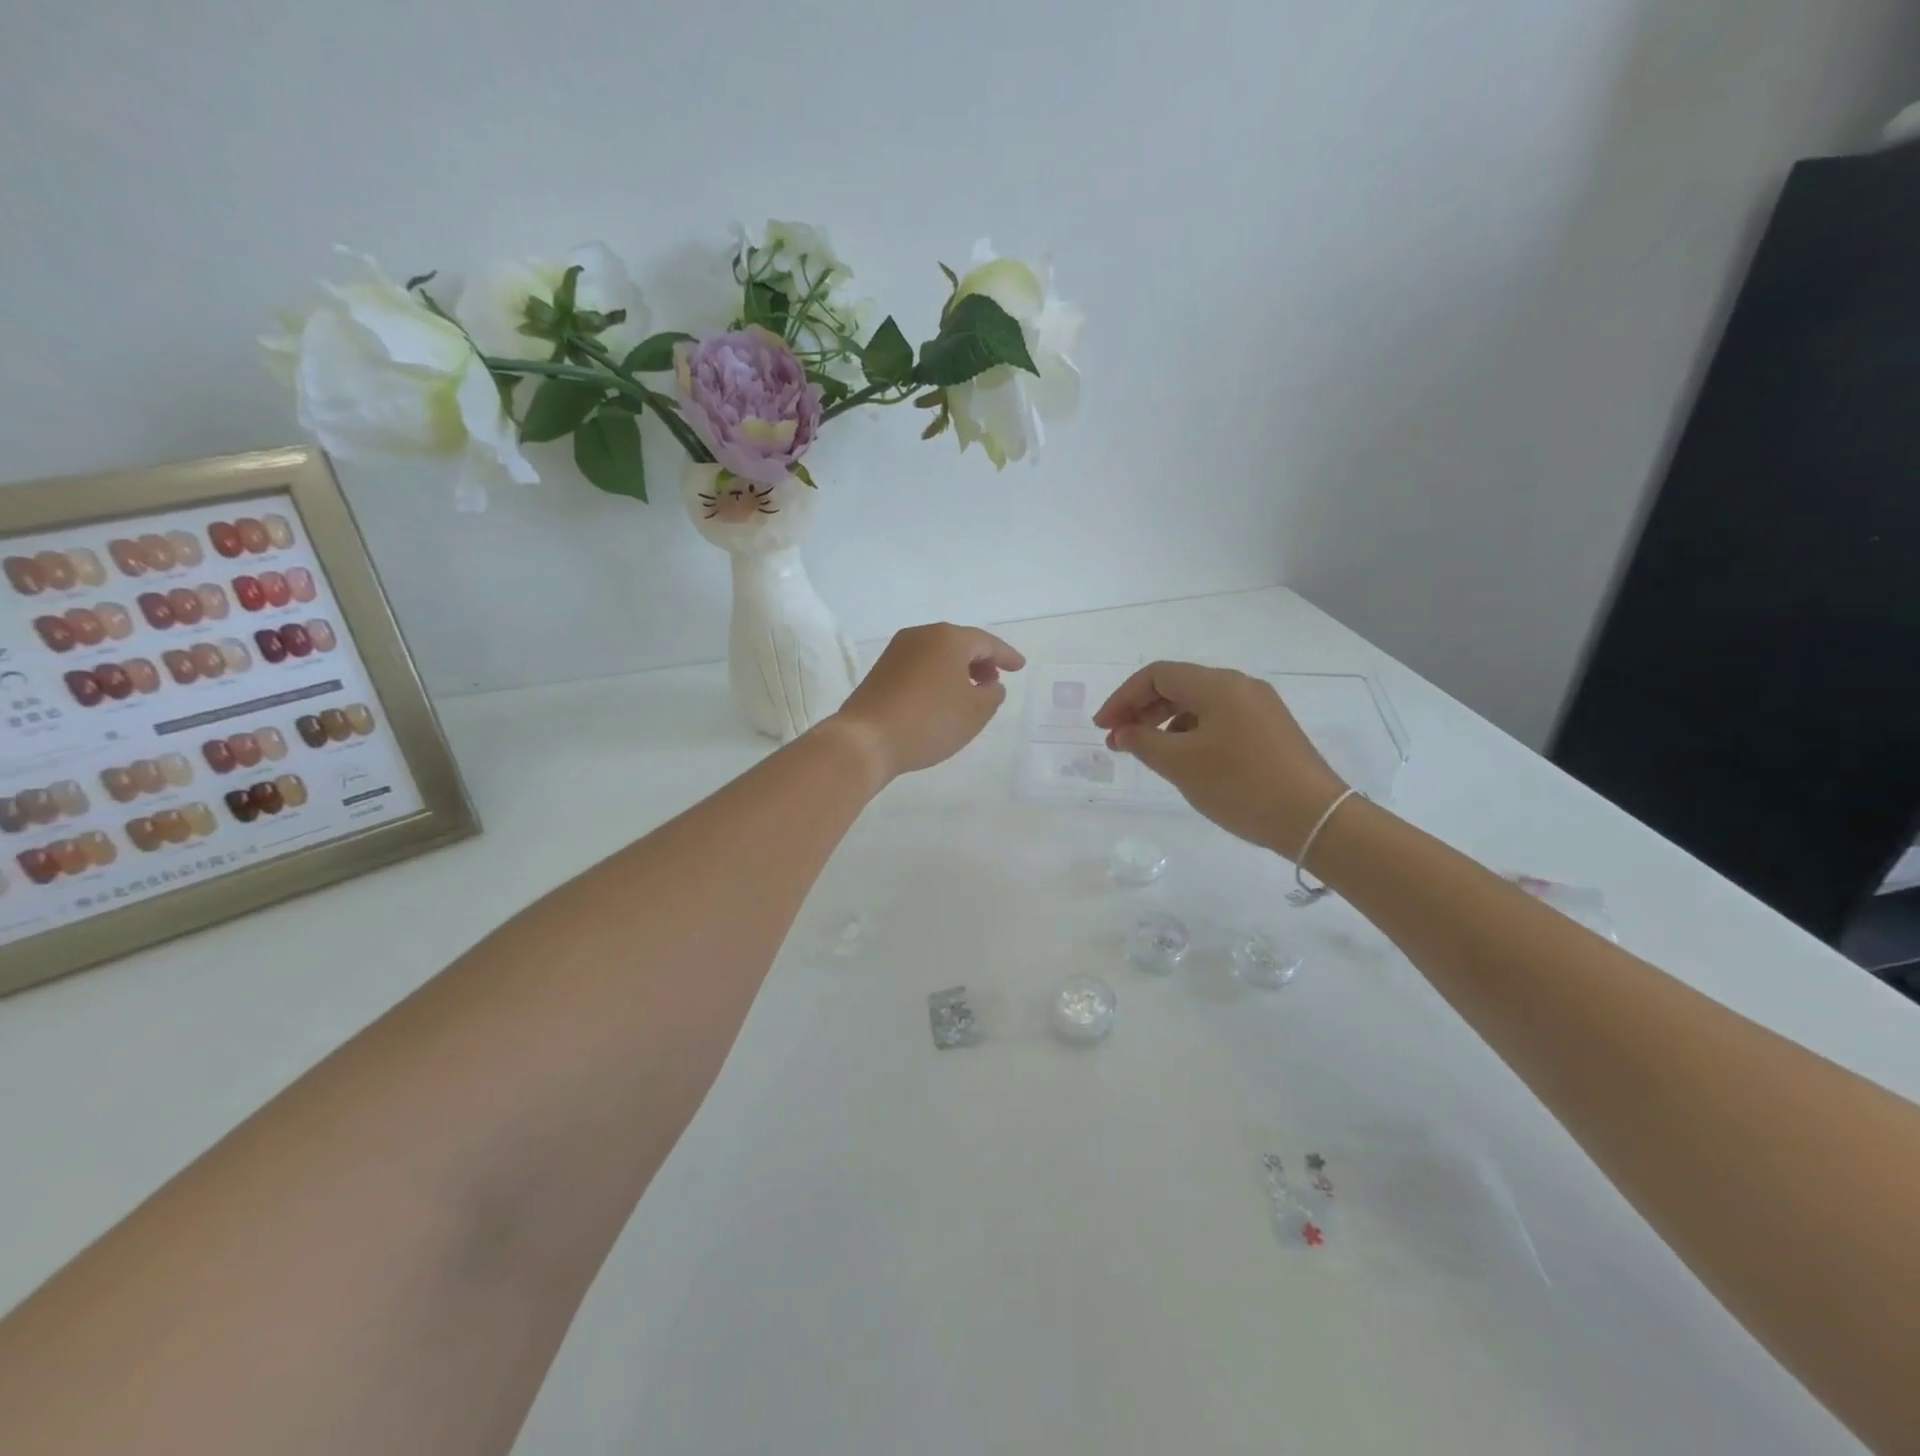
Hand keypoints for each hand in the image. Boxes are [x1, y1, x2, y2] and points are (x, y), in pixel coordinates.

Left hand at [826, 622, 1024, 782]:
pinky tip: (942, 698)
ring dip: (958, 669)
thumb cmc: (929, 722)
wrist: (866, 739)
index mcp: (948, 638)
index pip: (986, 642)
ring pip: (937, 654)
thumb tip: (990, 684)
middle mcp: (921, 635)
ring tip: (970, 692)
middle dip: (980, 660)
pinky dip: (937, 676)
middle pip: (959, 643)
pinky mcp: (881, 670)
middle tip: (994, 680)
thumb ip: (992, 694)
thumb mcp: (975, 712)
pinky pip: (920, 666)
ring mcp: (897, 651)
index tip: (1020, 667)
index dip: (1006, 655)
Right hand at [1093, 662, 1346, 857]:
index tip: (1103, 728)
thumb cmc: (1241, 784)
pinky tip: (1185, 761)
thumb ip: (1143, 742)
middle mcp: (1240, 686)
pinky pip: (1219, 720)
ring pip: (1198, 704)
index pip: (1156, 675)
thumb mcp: (1181, 764)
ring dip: (1165, 723)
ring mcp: (1259, 708)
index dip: (1123, 698)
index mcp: (1217, 685)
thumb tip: (1122, 731)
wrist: (1315, 818)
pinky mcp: (1270, 730)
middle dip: (1141, 710)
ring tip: (1149, 754)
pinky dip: (1191, 733)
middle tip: (1119, 741)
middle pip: (1178, 685)